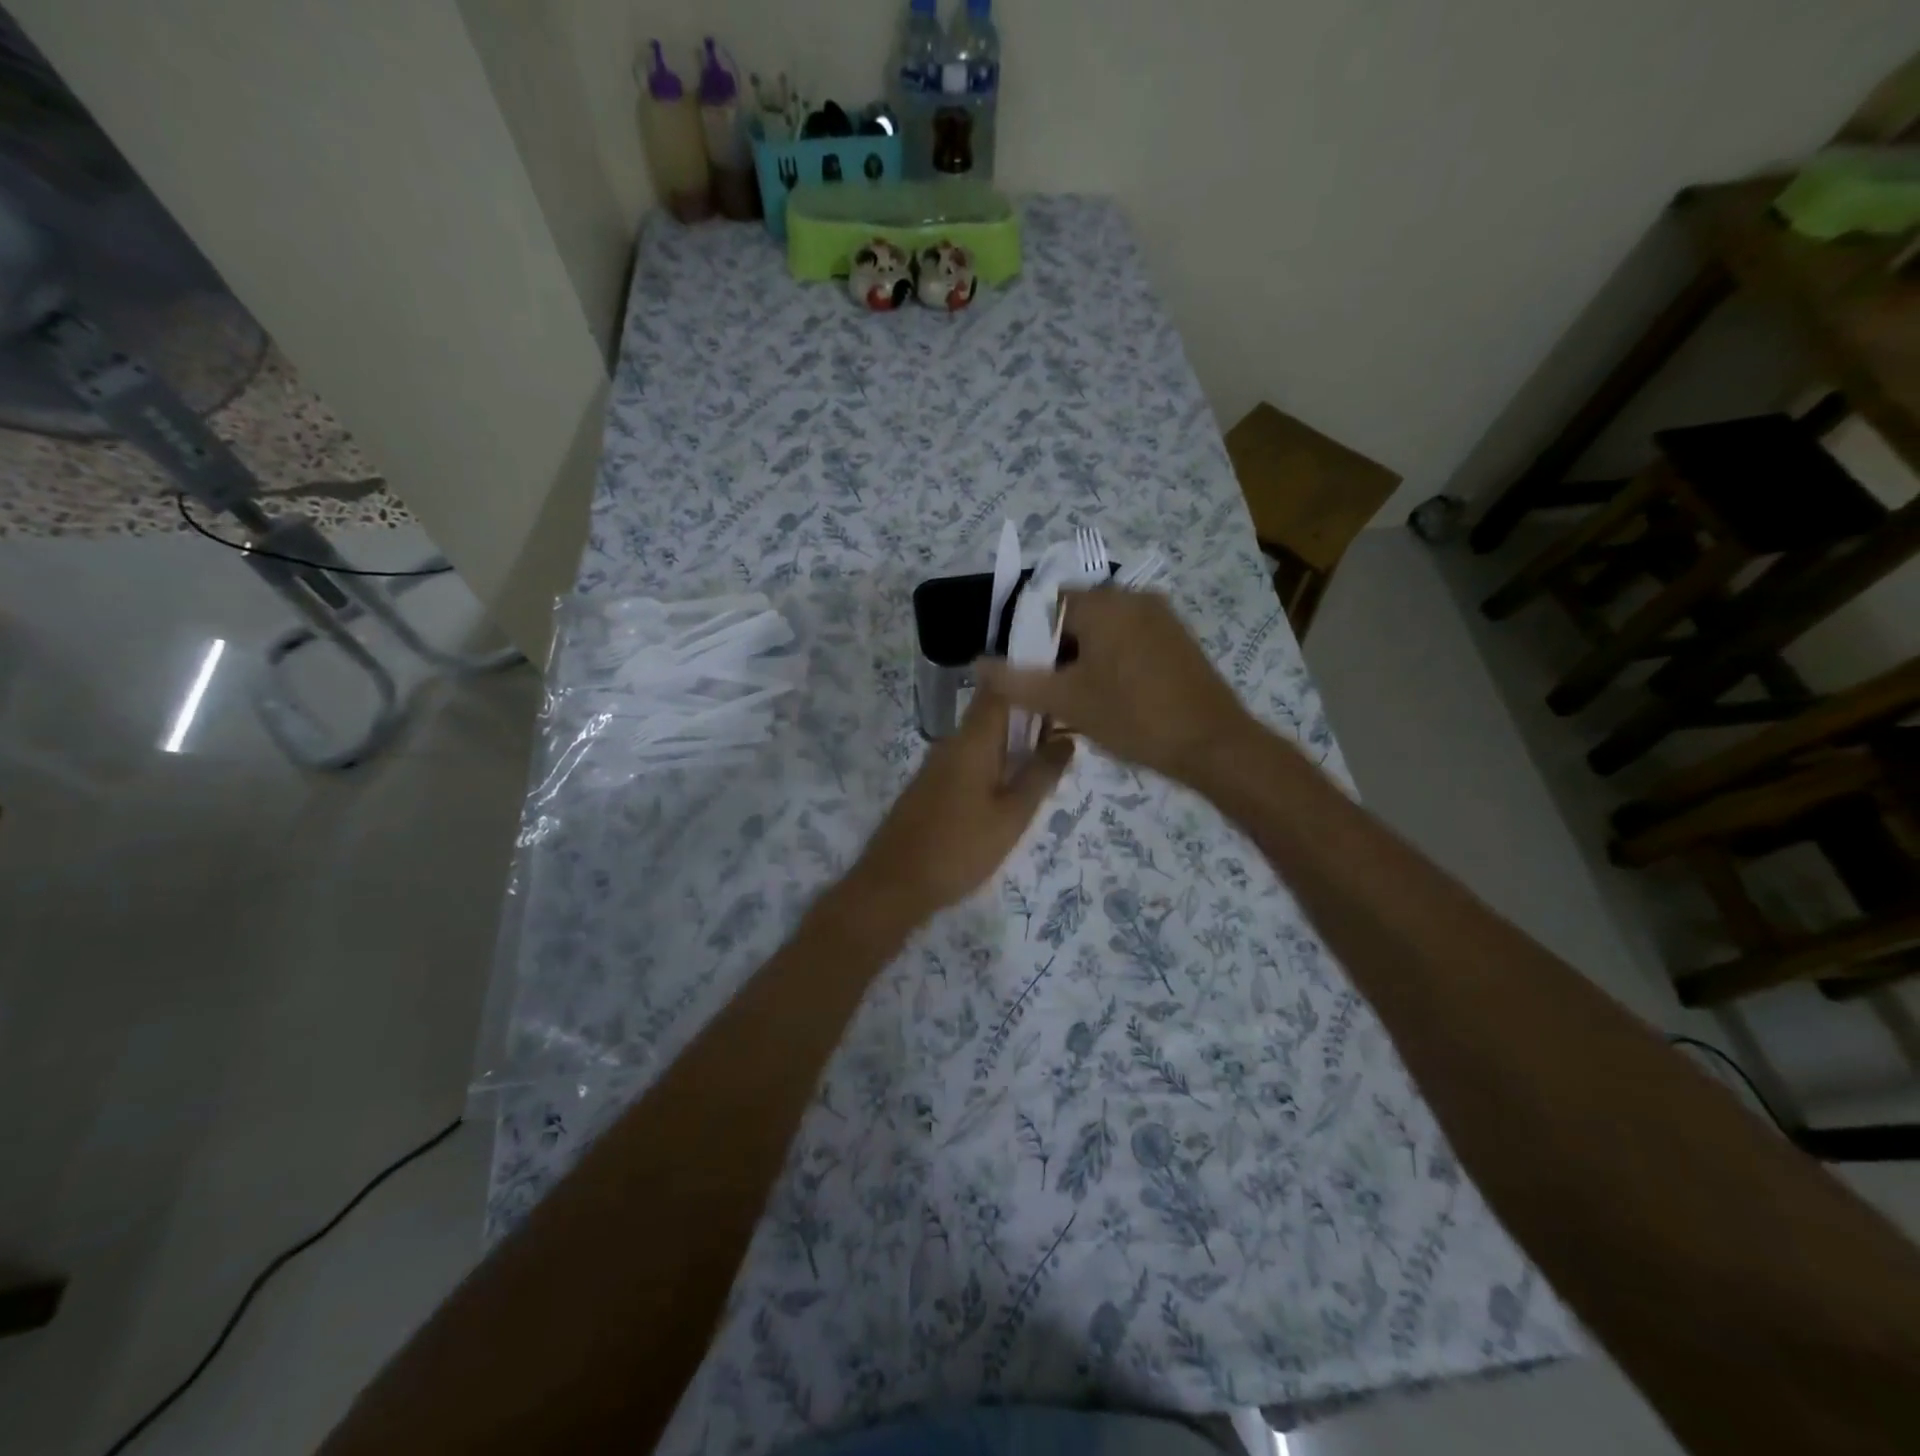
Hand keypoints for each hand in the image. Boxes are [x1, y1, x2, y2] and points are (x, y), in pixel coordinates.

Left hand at [849, 691, 1073, 922]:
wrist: (894, 885)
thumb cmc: (959, 848)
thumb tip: (1067, 739)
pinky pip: (970, 761)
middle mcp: (952, 742)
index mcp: (972, 740)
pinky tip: (1013, 789)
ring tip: (1050, 761)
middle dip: (1030, 717)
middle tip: (1069, 733)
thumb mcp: (1012, 815)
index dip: (1031, 681)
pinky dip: (995, 764)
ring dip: (1014, 743)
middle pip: (994, 713)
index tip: (1064, 689)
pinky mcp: (932, 787)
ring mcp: (938, 765)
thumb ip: (1041, 775)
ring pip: (983, 739)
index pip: (1001, 688)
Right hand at [978, 588, 1252, 784]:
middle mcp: (1133, 598)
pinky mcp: (1177, 639)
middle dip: (1055, 651)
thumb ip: (1015, 681)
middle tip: (1048, 692)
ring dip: (1082, 658)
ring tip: (1077, 699)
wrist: (1212, 744)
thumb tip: (978, 664)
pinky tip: (1110, 697)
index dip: (1027, 638)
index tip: (1024, 674)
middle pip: (1075, 616)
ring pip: (1103, 630)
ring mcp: (1160, 617)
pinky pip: (1129, 640)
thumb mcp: (1066, 701)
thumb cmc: (1133, 717)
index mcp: (1104, 603)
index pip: (1046, 604)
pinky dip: (1110, 661)